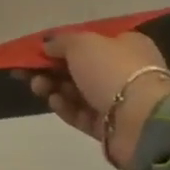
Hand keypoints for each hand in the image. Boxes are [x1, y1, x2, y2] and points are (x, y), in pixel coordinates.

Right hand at [17, 31, 169, 169]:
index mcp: (125, 45)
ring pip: (78, 92)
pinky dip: (66, 108)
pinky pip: (82, 115)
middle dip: (52, 69)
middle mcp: (124, 71)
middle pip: (80, 68)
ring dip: (54, 88)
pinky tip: (53, 102)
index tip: (37, 51)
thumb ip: (61, 42)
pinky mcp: (110, 127)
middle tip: (28, 72)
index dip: (61, 46)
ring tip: (37, 87)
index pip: (89, 42)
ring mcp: (118, 101)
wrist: (141, 121)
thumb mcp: (82, 43)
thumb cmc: (113, 70)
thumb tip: (48, 46)